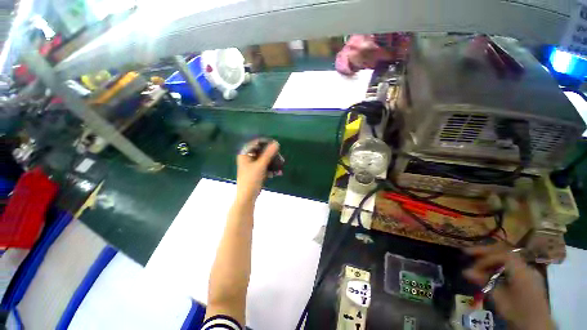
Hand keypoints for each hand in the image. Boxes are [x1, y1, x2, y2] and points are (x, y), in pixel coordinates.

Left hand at [236, 140, 279, 202]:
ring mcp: (251, 166)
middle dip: (272, 155)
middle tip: (280, 157)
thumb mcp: (261, 165)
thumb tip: (276, 143)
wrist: (247, 197)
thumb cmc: (251, 179)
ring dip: (273, 163)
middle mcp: (247, 158)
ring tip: (281, 166)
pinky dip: (270, 169)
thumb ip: (268, 154)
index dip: (266, 143)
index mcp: (245, 154)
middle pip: (261, 152)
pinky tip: (278, 173)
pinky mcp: (255, 172)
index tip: (276, 145)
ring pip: (264, 160)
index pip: (256, 143)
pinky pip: (264, 167)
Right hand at [463, 245, 554, 329]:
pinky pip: (513, 265)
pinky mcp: (530, 278)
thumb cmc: (517, 312)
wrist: (537, 326)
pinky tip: (492, 270)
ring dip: (492, 258)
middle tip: (469, 252)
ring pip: (508, 257)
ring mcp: (530, 272)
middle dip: (486, 252)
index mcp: (522, 271)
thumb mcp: (499, 299)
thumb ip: (484, 282)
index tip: (473, 265)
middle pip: (505, 252)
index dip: (485, 257)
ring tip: (478, 261)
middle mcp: (527, 267)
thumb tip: (465, 271)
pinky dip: (500, 264)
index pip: (502, 255)